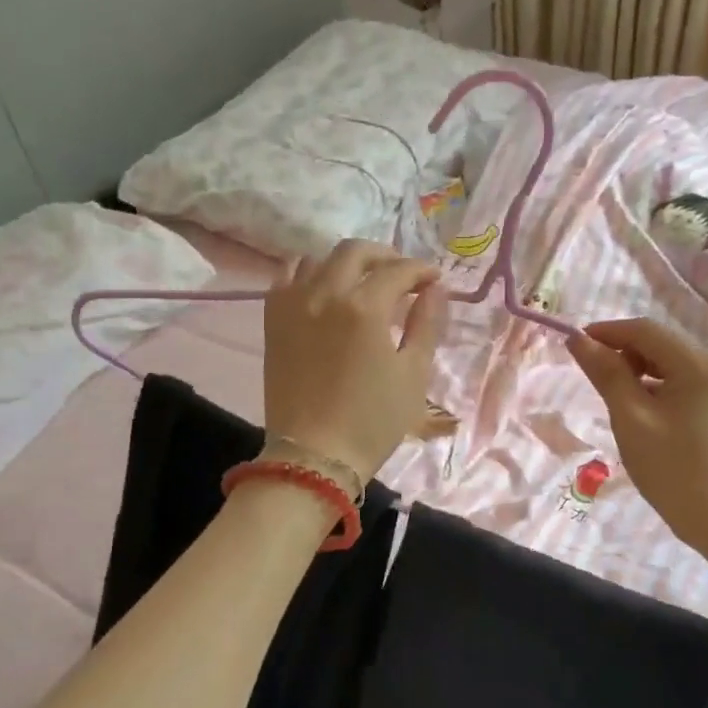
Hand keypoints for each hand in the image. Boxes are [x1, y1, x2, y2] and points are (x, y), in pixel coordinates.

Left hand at [262, 240, 449, 481]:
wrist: (314, 455)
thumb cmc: (373, 420)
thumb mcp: (413, 374)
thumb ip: (426, 324)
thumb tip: (435, 289)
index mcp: (365, 308)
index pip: (398, 271)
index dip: (421, 270)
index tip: (434, 279)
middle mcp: (325, 294)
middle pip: (356, 252)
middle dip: (385, 256)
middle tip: (402, 274)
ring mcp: (293, 304)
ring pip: (318, 259)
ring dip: (346, 263)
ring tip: (362, 280)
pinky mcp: (272, 320)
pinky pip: (286, 277)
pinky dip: (307, 272)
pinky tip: (321, 288)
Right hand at [568, 319, 707, 588]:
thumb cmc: (675, 470)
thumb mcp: (631, 419)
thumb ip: (606, 374)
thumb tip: (578, 340)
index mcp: (697, 363)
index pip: (644, 329)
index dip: (605, 332)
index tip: (572, 346)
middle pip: (658, 344)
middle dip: (621, 353)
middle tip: (591, 380)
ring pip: (668, 365)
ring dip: (636, 373)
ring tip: (613, 402)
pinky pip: (680, 384)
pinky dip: (654, 389)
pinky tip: (639, 415)